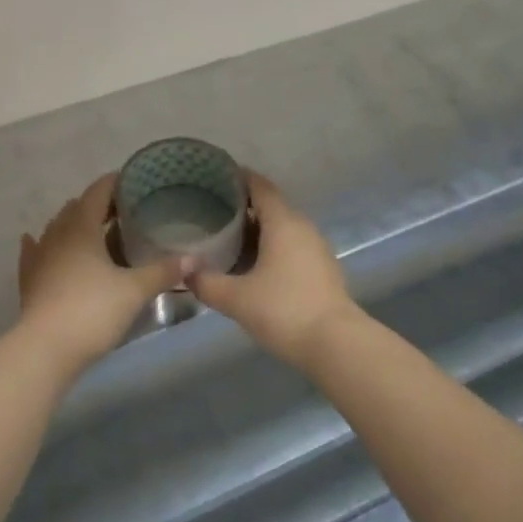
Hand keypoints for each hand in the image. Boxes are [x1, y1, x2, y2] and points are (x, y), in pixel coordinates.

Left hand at [17, 174, 185, 373]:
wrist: (45, 350)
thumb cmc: (92, 311)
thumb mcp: (135, 290)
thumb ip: (164, 271)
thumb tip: (196, 259)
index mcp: (82, 226)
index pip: (98, 191)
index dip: (116, 182)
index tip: (136, 181)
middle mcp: (57, 233)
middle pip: (78, 207)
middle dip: (100, 204)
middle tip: (126, 210)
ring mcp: (39, 256)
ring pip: (57, 227)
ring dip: (76, 223)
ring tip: (97, 229)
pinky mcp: (29, 279)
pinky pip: (34, 251)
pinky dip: (42, 243)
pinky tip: (36, 241)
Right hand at [188, 172, 356, 370]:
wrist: (337, 345)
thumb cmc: (284, 310)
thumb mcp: (236, 299)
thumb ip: (206, 283)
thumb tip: (185, 271)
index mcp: (282, 222)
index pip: (259, 185)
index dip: (238, 177)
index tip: (214, 177)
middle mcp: (302, 226)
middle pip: (271, 204)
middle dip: (243, 204)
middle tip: (213, 209)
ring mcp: (316, 247)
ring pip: (283, 226)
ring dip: (258, 227)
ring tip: (229, 236)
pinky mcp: (322, 267)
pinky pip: (292, 244)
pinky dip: (272, 245)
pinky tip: (254, 263)